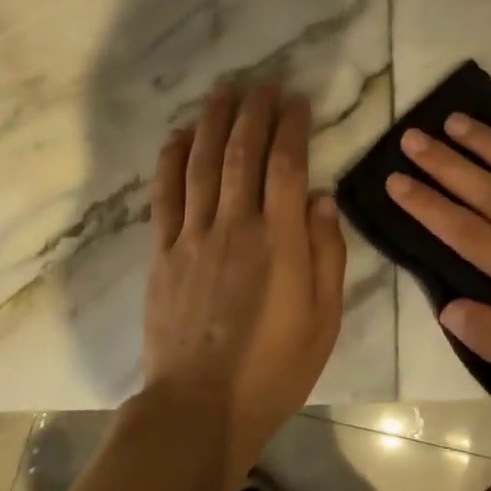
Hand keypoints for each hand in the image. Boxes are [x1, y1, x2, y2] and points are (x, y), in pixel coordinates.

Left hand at [146, 83, 347, 486]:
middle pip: (243, 153)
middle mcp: (236, 226)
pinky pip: (165, 195)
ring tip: (223, 91)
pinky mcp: (163, 252)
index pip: (287, 166)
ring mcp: (194, 236)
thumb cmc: (273, 368)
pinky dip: (171, 161)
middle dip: (254, 111)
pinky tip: (178, 136)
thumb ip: (326, 254)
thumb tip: (323, 199)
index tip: (297, 100)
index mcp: (279, 241)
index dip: (292, 127)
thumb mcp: (323, 319)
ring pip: (203, 164)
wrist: (199, 408)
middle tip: (262, 83)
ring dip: (213, 122)